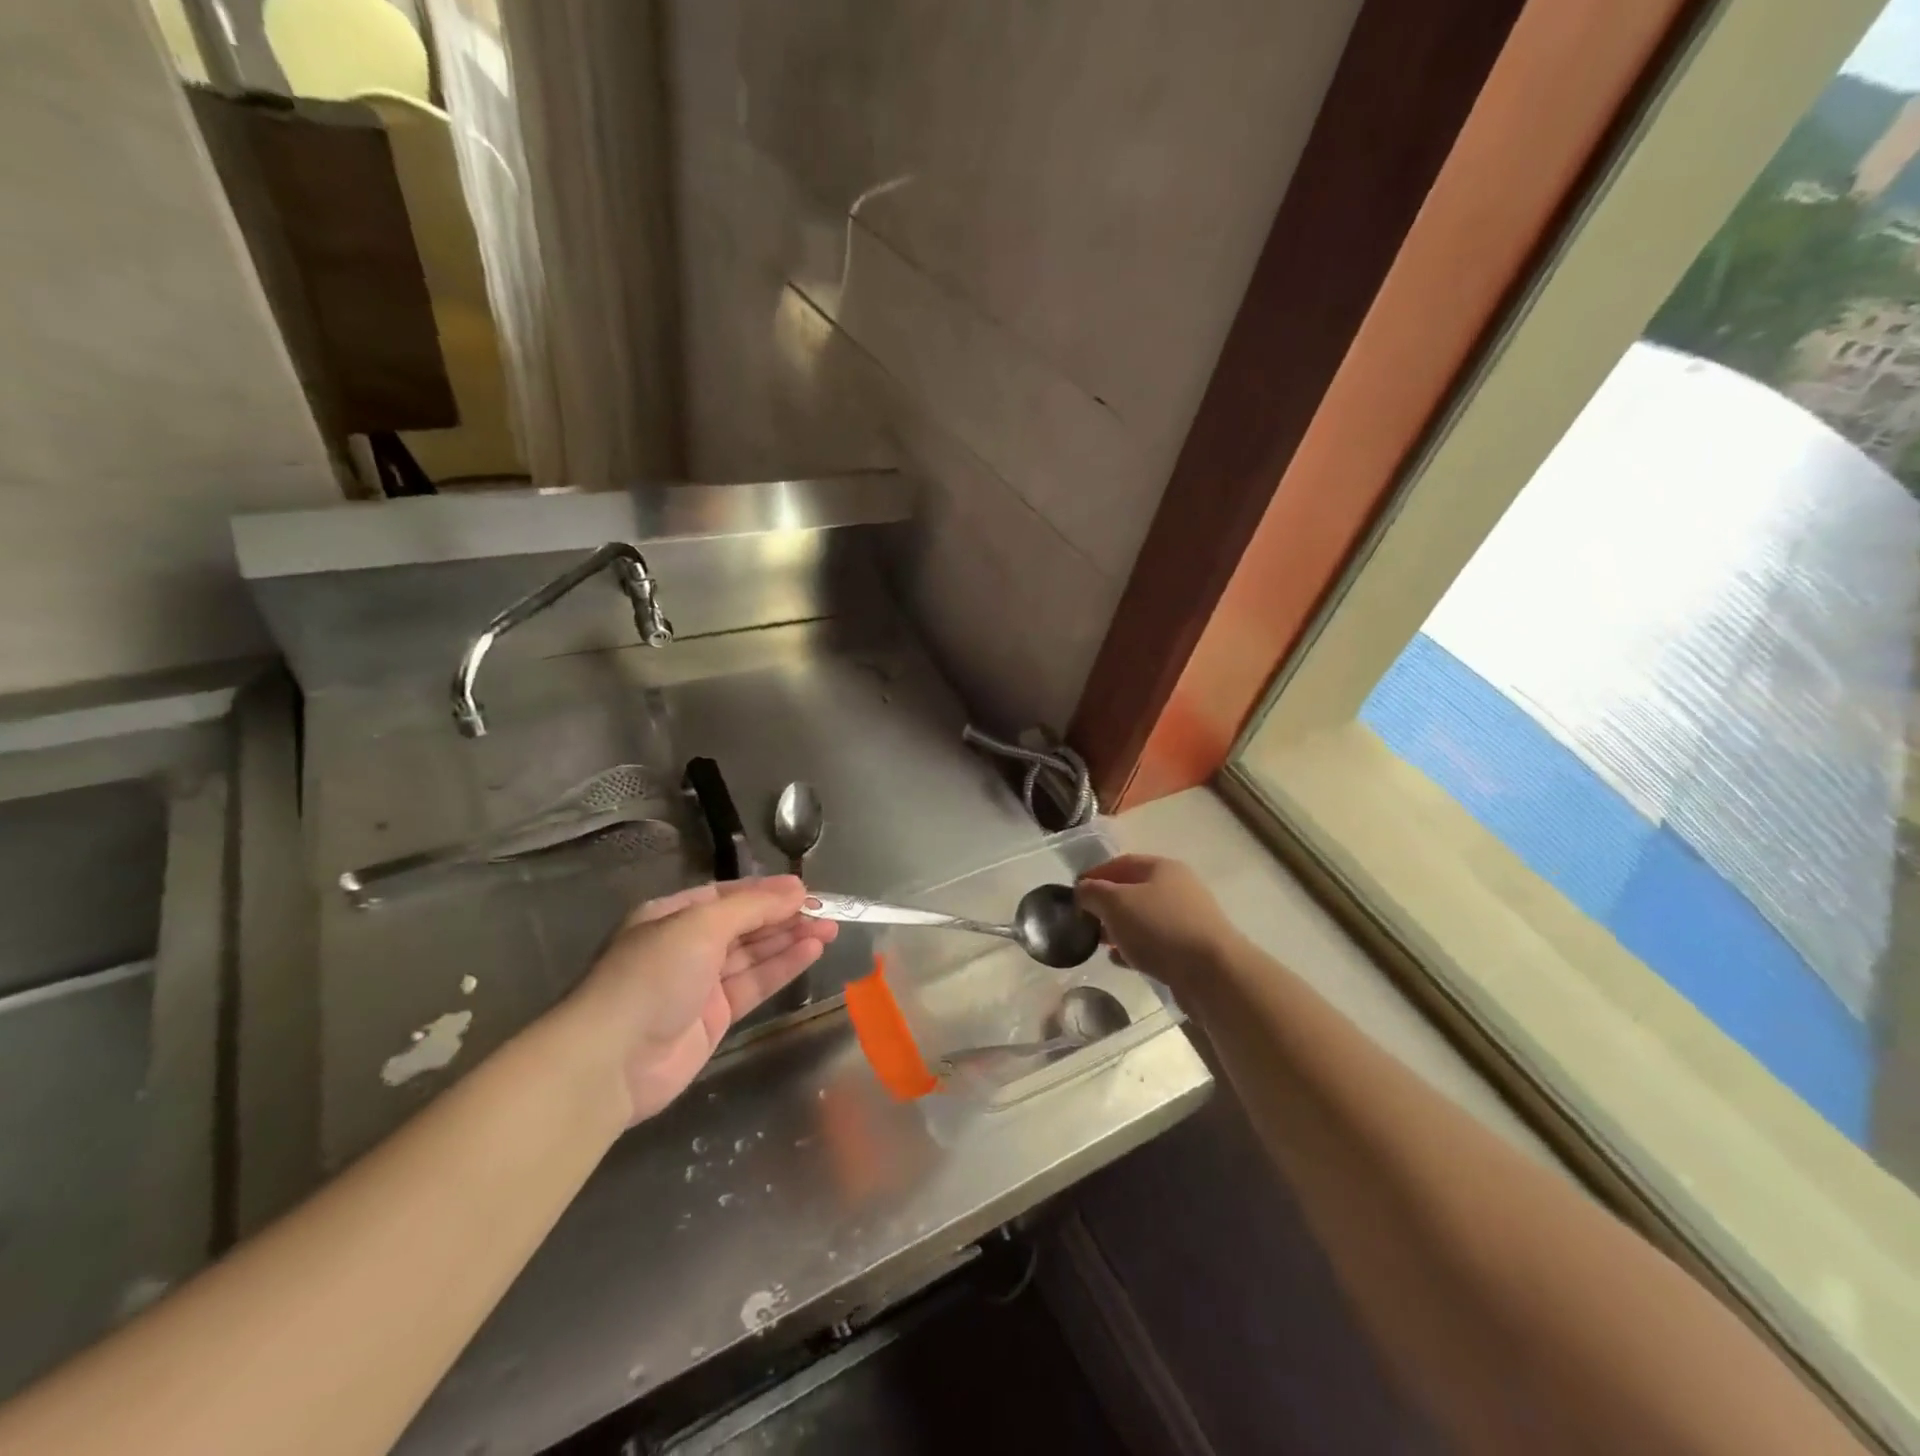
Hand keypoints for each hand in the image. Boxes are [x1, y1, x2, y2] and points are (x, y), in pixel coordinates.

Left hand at [565, 876, 837, 1123]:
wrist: (611, 1061)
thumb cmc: (652, 975)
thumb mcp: (701, 925)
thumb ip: (752, 907)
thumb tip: (796, 889)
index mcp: (672, 915)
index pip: (728, 895)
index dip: (767, 891)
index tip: (806, 889)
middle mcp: (686, 945)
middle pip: (745, 924)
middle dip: (785, 916)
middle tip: (828, 911)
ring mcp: (700, 983)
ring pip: (754, 954)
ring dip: (790, 940)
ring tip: (830, 929)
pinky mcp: (715, 1017)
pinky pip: (755, 984)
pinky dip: (782, 967)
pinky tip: (811, 952)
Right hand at [1074, 855, 1239, 991]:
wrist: (1213, 973)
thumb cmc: (1160, 927)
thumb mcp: (1116, 903)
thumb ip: (1093, 893)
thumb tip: (1082, 890)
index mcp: (1162, 868)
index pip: (1121, 863)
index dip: (1095, 875)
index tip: (1073, 893)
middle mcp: (1178, 888)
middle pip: (1133, 890)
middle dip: (1106, 904)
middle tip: (1084, 920)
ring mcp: (1188, 919)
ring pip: (1144, 918)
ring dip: (1120, 928)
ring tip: (1099, 942)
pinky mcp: (1191, 949)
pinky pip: (1155, 943)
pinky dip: (1134, 948)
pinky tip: (1119, 960)